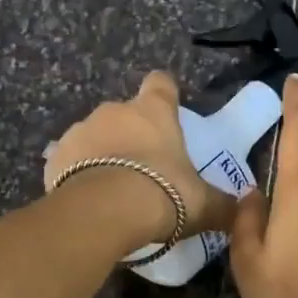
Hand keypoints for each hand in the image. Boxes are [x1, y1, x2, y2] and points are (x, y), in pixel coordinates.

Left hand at [44, 72, 236, 246]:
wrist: (105, 213)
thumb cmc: (164, 195)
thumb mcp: (203, 204)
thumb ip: (223, 205)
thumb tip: (243, 210)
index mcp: (154, 112)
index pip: (161, 84)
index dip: (166, 95)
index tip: (170, 111)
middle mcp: (115, 111)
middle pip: (125, 114)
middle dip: (133, 135)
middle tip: (146, 168)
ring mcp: (80, 131)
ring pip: (95, 136)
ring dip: (103, 154)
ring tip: (115, 189)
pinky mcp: (55, 157)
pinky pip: (70, 162)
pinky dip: (79, 175)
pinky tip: (90, 199)